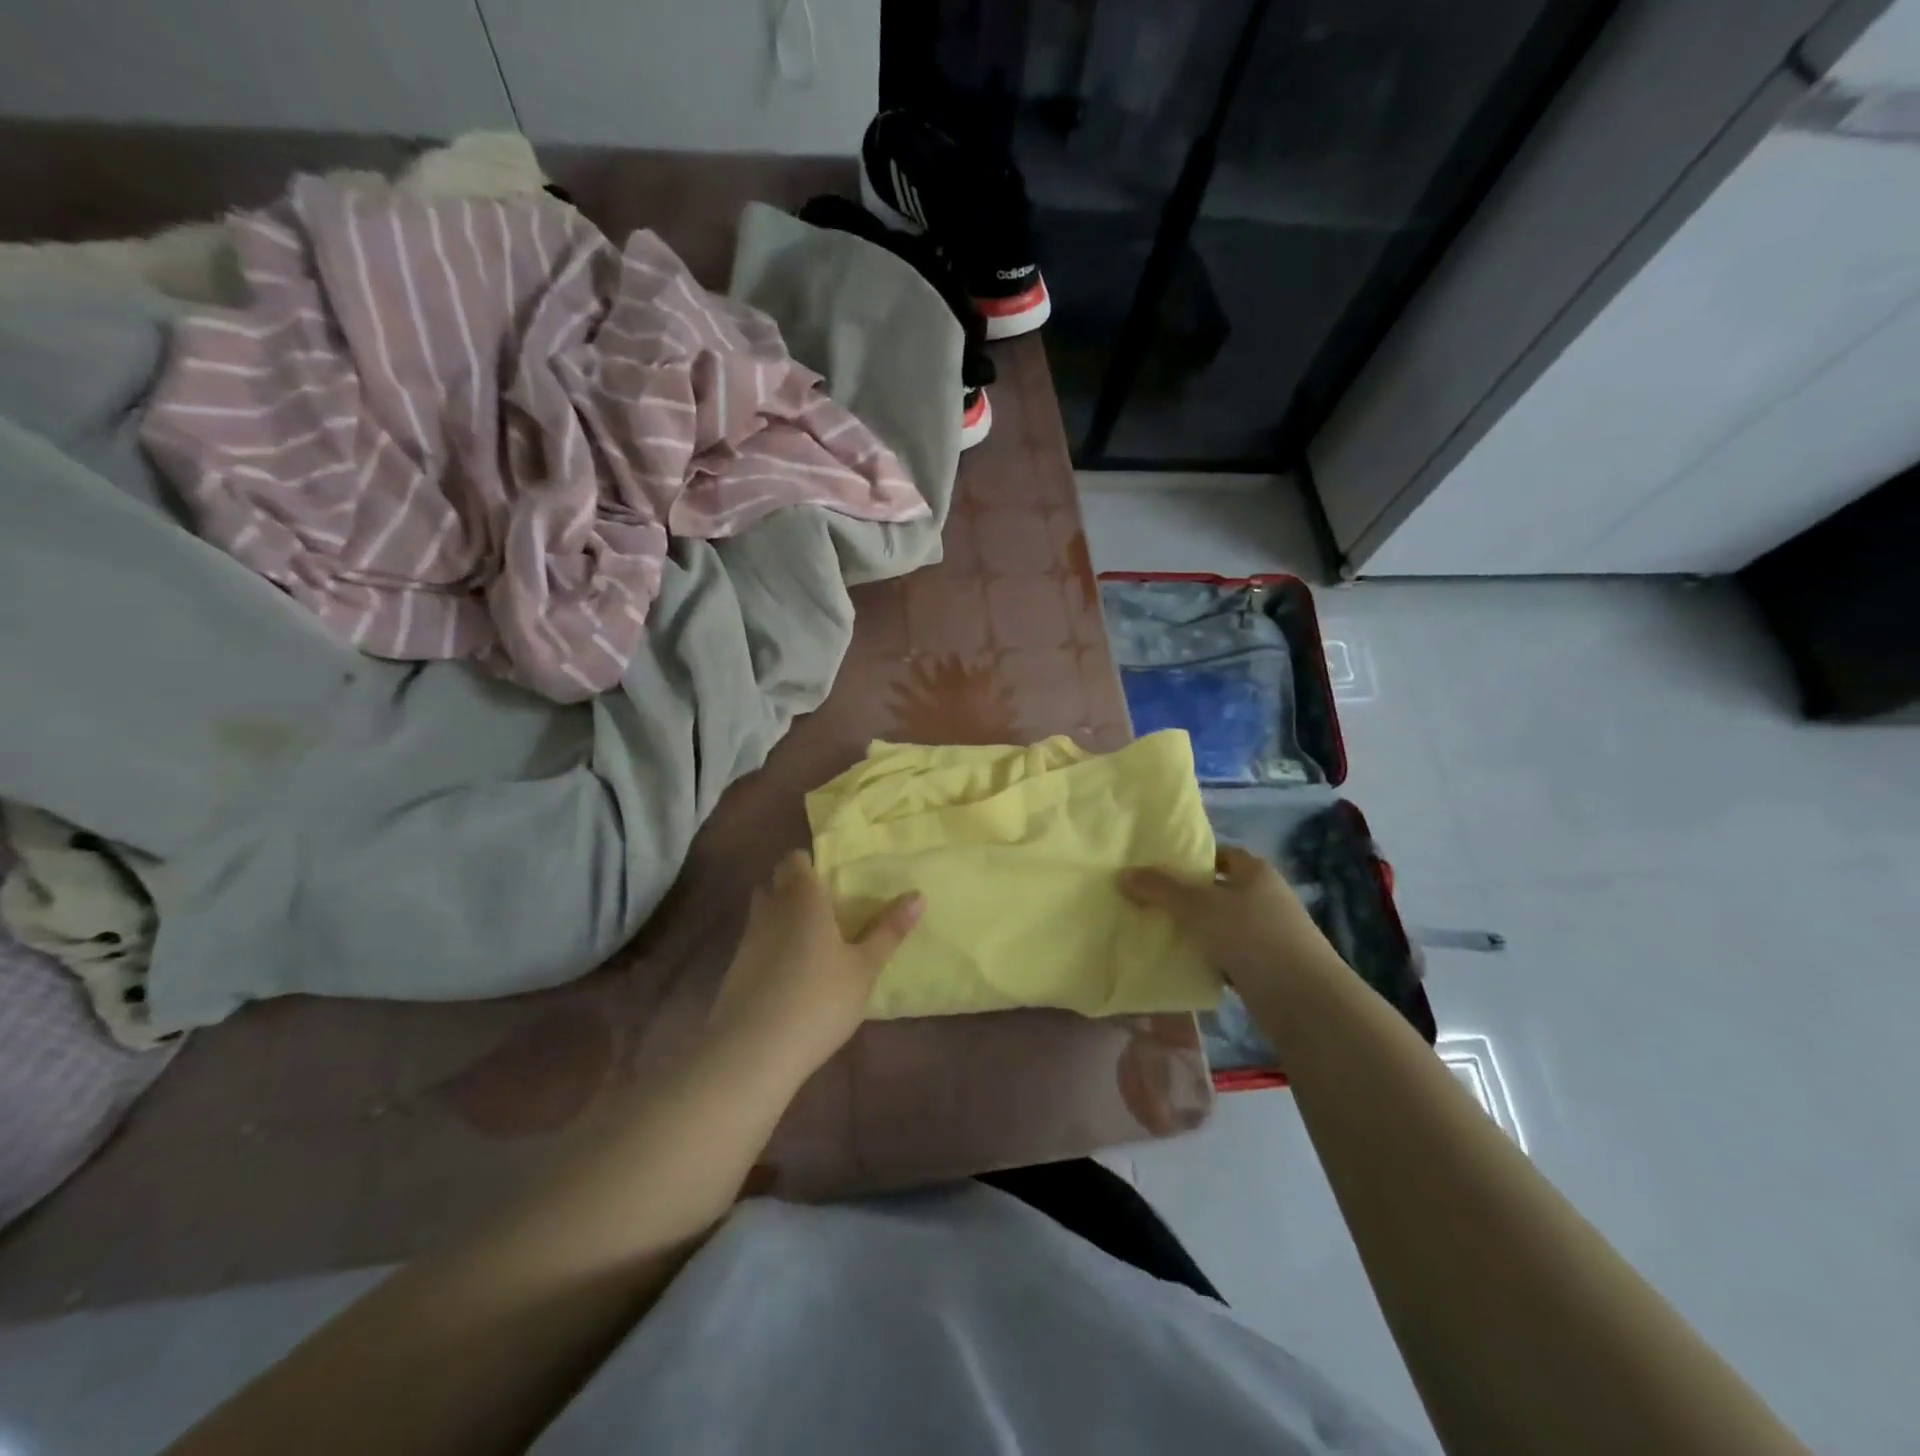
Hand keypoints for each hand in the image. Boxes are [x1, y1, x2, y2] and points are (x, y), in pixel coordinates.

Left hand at [707, 850, 922, 1083]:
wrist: (753, 1052)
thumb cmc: (819, 999)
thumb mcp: (865, 968)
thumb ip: (889, 931)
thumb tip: (919, 895)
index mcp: (802, 897)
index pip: (795, 860)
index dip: (811, 865)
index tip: (834, 882)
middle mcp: (770, 910)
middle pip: (775, 884)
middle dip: (795, 889)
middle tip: (827, 909)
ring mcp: (747, 941)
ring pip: (763, 915)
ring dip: (782, 920)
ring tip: (813, 943)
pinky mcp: (734, 972)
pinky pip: (756, 945)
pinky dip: (771, 950)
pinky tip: (792, 976)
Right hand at [1119, 845, 1330, 995]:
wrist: (1305, 1001)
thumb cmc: (1253, 937)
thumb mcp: (1199, 907)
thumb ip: (1160, 889)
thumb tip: (1122, 874)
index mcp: (1256, 872)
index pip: (1220, 854)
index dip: (1191, 858)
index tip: (1158, 868)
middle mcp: (1266, 897)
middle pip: (1218, 889)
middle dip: (1186, 895)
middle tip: (1148, 900)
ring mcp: (1270, 934)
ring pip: (1222, 924)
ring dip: (1196, 929)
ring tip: (1157, 931)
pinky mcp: (1268, 968)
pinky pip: (1229, 955)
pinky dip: (1208, 957)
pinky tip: (1183, 964)